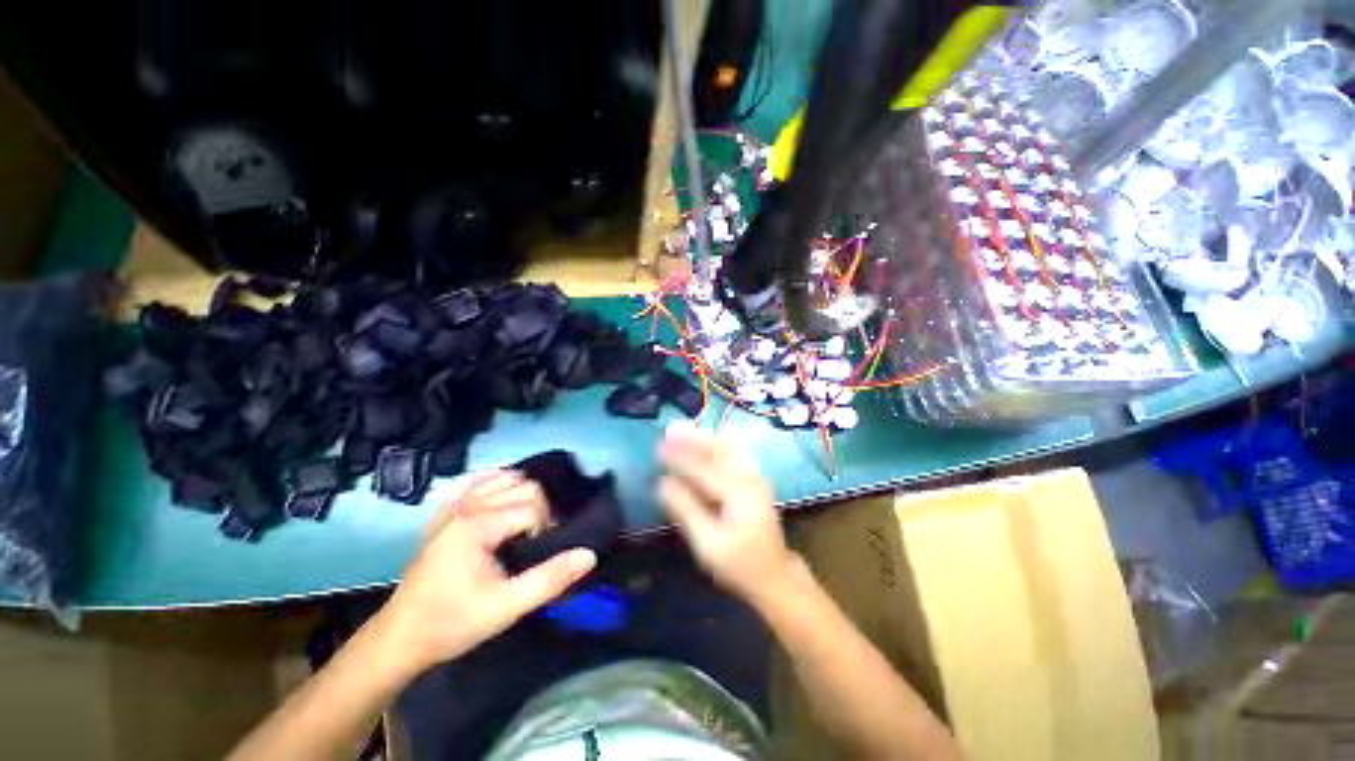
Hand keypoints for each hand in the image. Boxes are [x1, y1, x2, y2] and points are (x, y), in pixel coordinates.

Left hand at [377, 471, 596, 675]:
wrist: (400, 639)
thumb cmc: (452, 623)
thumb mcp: (505, 608)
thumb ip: (549, 579)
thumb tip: (588, 554)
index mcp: (478, 524)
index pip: (534, 506)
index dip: (547, 527)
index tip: (540, 554)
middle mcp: (466, 505)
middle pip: (524, 485)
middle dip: (540, 509)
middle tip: (536, 542)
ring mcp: (454, 506)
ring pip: (505, 478)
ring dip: (523, 496)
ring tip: (524, 526)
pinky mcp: (446, 512)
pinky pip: (480, 482)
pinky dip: (499, 485)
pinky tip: (504, 504)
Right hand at [658, 423, 797, 604]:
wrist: (774, 574)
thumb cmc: (738, 564)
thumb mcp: (707, 544)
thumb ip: (685, 510)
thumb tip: (661, 484)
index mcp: (739, 494)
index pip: (703, 467)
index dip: (679, 456)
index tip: (658, 447)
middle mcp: (750, 478)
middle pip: (720, 448)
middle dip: (694, 437)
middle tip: (670, 430)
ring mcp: (755, 476)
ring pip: (729, 446)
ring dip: (704, 437)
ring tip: (682, 430)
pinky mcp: (755, 478)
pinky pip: (735, 452)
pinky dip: (717, 443)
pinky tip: (704, 439)